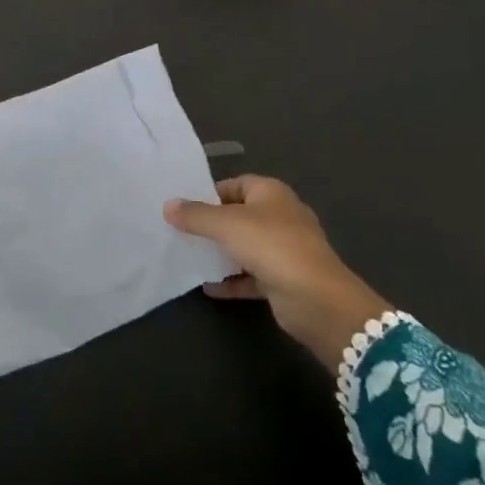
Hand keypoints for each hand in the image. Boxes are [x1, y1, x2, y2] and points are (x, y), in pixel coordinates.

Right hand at [164, 175, 391, 371]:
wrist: (316, 299)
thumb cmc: (271, 246)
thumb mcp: (226, 225)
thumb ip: (196, 215)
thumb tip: (168, 206)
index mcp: (271, 193)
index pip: (236, 184)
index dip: (210, 193)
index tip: (184, 207)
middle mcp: (280, 216)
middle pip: (239, 215)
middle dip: (212, 224)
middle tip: (181, 232)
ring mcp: (284, 249)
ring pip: (245, 246)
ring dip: (221, 253)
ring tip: (189, 257)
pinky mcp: (283, 279)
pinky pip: (250, 275)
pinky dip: (231, 280)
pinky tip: (207, 286)